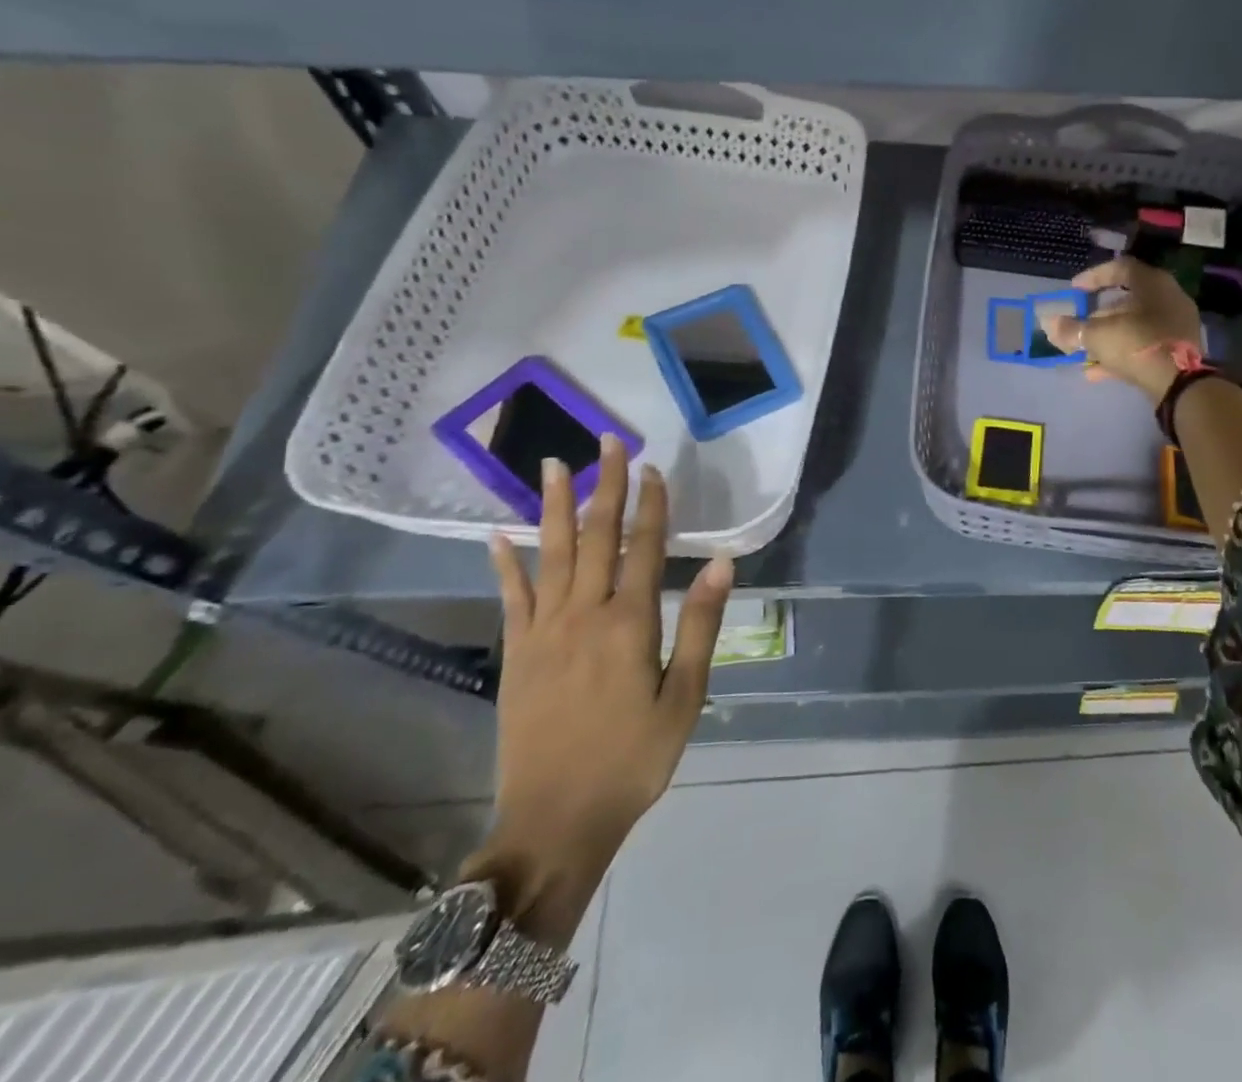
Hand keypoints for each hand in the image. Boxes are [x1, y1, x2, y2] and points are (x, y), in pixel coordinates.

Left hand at [482, 439, 731, 899]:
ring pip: (551, 554)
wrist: (555, 821)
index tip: (653, 466)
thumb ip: (699, 625)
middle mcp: (584, 615)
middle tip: (608, 442)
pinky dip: (506, 563)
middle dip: (606, 485)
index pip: (644, 547)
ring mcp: (543, 632)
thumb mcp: (684, 697)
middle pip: (597, 536)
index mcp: (630, 623)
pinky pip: (511, 597)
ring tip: (555, 465)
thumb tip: (720, 564)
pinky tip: (499, 535)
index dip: (650, 504)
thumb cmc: (633, 759)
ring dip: (556, 506)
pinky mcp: (516, 653)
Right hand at [1039, 255, 1204, 401]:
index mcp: (1152, 283)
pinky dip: (1121, 354)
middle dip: (1098, 315)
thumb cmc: (1138, 345)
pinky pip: (1143, 345)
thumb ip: (1072, 329)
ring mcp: (1175, 325)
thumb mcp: (1098, 335)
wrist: (1181, 383)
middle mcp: (1168, 298)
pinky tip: (1096, 372)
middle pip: (1127, 300)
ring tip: (1084, 353)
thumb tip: (1049, 323)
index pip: (1119, 268)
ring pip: (1134, 325)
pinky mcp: (1178, 350)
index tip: (1074, 289)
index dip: (1093, 276)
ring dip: (1107, 337)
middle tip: (1078, 326)